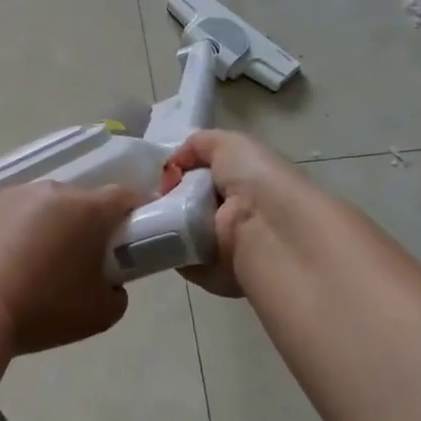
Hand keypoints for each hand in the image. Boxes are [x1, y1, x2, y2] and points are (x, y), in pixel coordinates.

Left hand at [0, 181, 143, 353]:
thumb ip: (118, 290)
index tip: (136, 237)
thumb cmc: (43, 309)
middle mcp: (52, 191)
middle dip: (91, 225)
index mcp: (87, 209)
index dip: (138, 214)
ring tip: (41, 264)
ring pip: (48, 206)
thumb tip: (108, 279)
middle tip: (85, 261)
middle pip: (84, 201)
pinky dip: (22, 231)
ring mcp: (15, 195)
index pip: (126, 197)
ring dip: (54, 226)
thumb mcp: (102, 313)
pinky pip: (17, 214)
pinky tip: (11, 262)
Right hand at [162, 129, 312, 297]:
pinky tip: (162, 241)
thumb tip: (173, 165)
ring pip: (184, 235)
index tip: (161, 176)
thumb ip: (199, 145)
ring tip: (149, 219)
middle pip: (189, 205)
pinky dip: (173, 254)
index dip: (179, 173)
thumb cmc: (257, 181)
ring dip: (165, 228)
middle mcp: (239, 214)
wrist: (273, 231)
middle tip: (147, 198)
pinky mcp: (219, 276)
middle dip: (166, 201)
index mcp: (246, 183)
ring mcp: (230, 247)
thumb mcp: (230, 144)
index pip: (204, 177)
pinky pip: (186, 263)